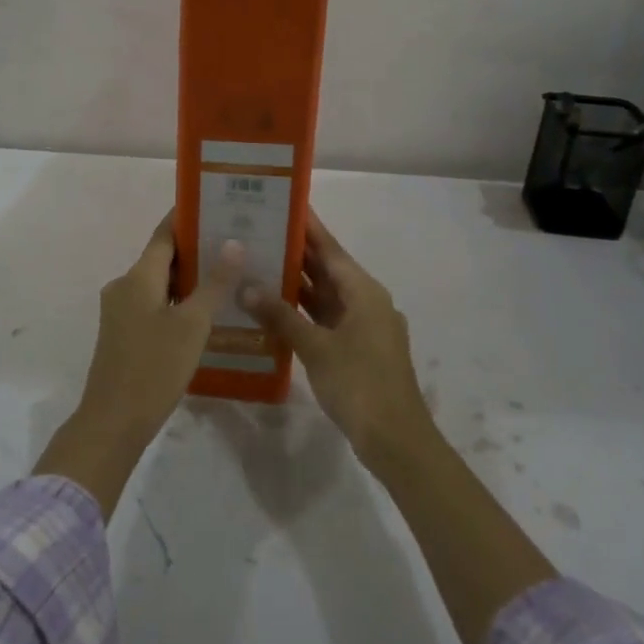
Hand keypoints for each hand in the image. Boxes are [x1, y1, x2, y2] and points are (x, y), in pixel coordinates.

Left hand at [82, 213, 242, 446]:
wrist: (113, 422)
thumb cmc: (154, 367)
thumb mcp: (192, 325)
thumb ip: (214, 283)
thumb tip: (233, 242)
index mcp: (138, 276)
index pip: (165, 233)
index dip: (189, 218)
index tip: (218, 206)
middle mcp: (124, 285)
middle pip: (163, 257)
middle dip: (197, 249)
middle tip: (236, 243)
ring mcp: (121, 310)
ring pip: (159, 283)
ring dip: (190, 278)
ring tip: (229, 274)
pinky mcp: (123, 333)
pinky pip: (154, 304)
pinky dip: (178, 301)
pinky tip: (206, 311)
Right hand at [238, 212, 432, 472]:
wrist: (396, 440)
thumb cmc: (360, 383)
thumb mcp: (316, 347)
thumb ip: (281, 315)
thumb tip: (247, 286)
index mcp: (364, 291)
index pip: (330, 248)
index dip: (308, 227)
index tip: (284, 204)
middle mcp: (366, 302)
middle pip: (328, 270)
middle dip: (296, 253)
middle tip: (259, 233)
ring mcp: (363, 327)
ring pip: (325, 296)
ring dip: (297, 284)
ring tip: (259, 264)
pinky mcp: (357, 349)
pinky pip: (326, 319)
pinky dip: (303, 313)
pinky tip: (274, 310)